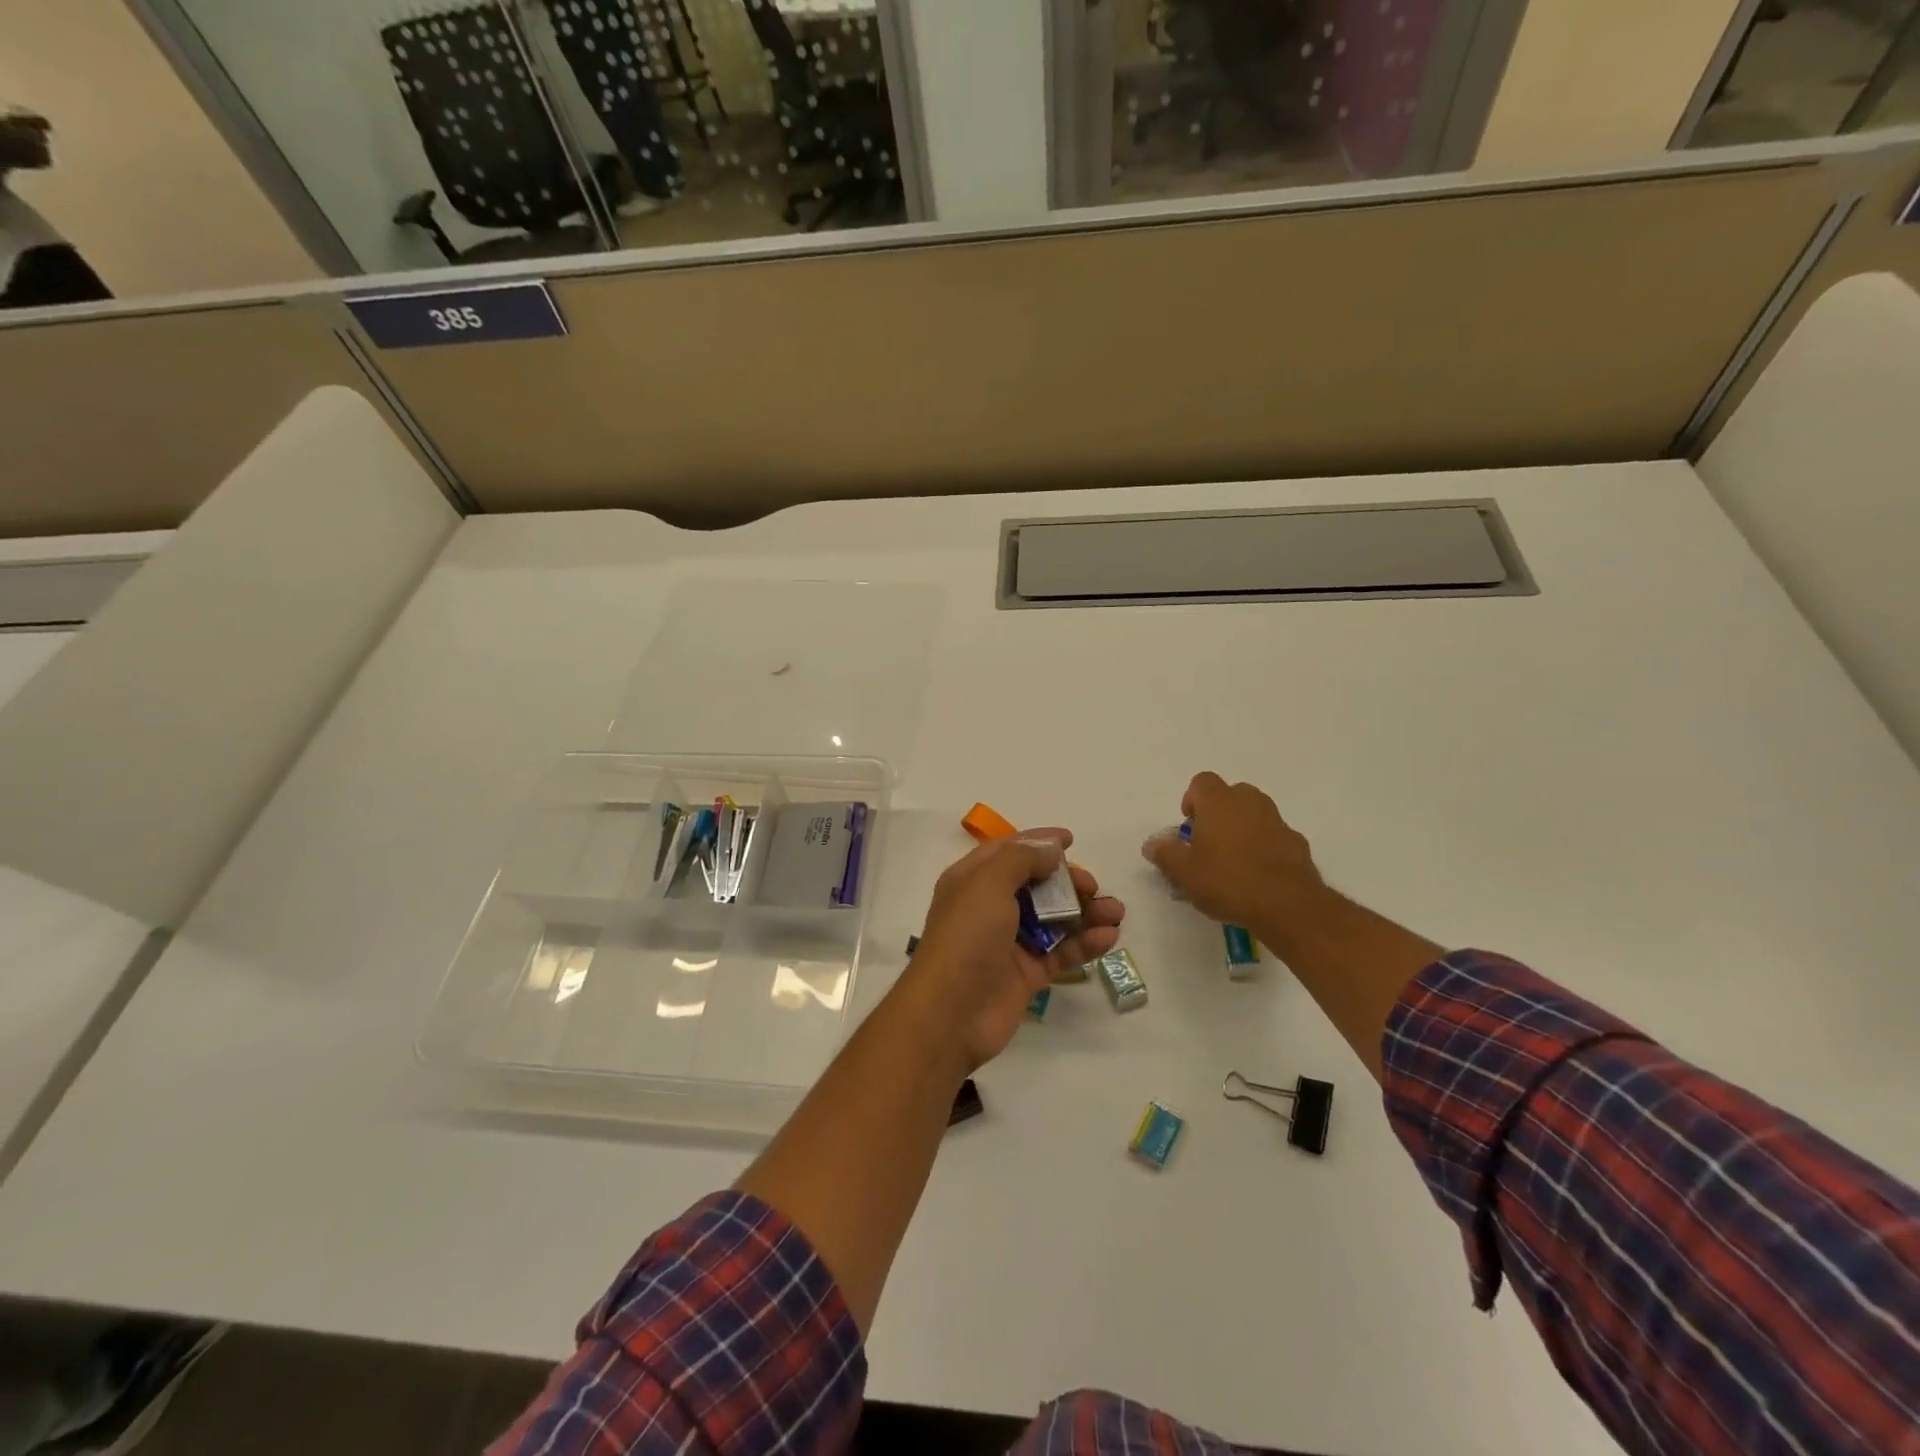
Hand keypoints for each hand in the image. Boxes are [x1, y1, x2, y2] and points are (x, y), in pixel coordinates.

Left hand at [894, 830, 1123, 1077]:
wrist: (951, 1013)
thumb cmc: (966, 937)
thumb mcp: (988, 884)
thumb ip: (1021, 860)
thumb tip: (1050, 848)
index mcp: (972, 880)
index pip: (1009, 851)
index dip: (1038, 843)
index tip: (1070, 839)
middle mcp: (990, 907)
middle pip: (1036, 885)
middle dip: (1067, 881)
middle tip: (1092, 886)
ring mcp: (1010, 942)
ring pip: (1054, 919)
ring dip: (1086, 912)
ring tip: (1116, 912)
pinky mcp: (1027, 974)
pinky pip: (1062, 951)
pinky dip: (1085, 943)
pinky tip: (1109, 937)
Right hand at [1143, 773, 1326, 942]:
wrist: (1287, 905)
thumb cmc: (1227, 881)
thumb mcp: (1184, 873)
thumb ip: (1166, 854)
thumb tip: (1152, 844)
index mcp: (1219, 802)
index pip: (1202, 782)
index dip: (1192, 799)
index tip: (1188, 826)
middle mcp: (1249, 802)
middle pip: (1231, 793)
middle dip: (1219, 811)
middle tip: (1209, 841)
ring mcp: (1277, 821)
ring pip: (1255, 813)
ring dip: (1243, 827)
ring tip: (1233, 860)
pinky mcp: (1297, 842)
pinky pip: (1274, 835)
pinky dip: (1265, 845)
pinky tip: (1258, 874)